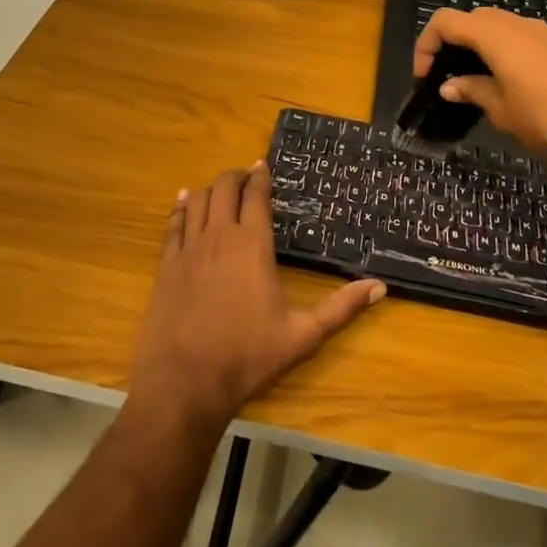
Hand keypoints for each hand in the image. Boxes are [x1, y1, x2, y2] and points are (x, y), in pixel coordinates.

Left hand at [129, 165, 384, 431]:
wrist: (187, 381)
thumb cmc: (248, 356)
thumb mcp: (303, 335)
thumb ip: (341, 308)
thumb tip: (380, 287)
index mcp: (253, 245)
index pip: (256, 195)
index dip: (260, 176)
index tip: (263, 165)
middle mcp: (220, 236)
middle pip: (224, 187)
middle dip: (236, 177)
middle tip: (245, 178)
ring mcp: (189, 248)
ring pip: (197, 200)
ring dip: (210, 189)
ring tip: (220, 190)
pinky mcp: (166, 264)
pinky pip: (173, 223)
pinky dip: (182, 207)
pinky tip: (185, 203)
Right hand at [413, 7, 546, 152]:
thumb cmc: (544, 115)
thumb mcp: (500, 109)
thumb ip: (472, 91)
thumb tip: (450, 86)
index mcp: (494, 35)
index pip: (446, 21)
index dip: (427, 43)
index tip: (425, 75)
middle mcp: (516, 24)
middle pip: (472, 18)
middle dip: (453, 40)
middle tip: (447, 72)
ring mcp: (541, 31)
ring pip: (498, 25)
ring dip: (479, 44)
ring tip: (476, 78)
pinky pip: (519, 36)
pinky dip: (503, 49)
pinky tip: (506, 79)